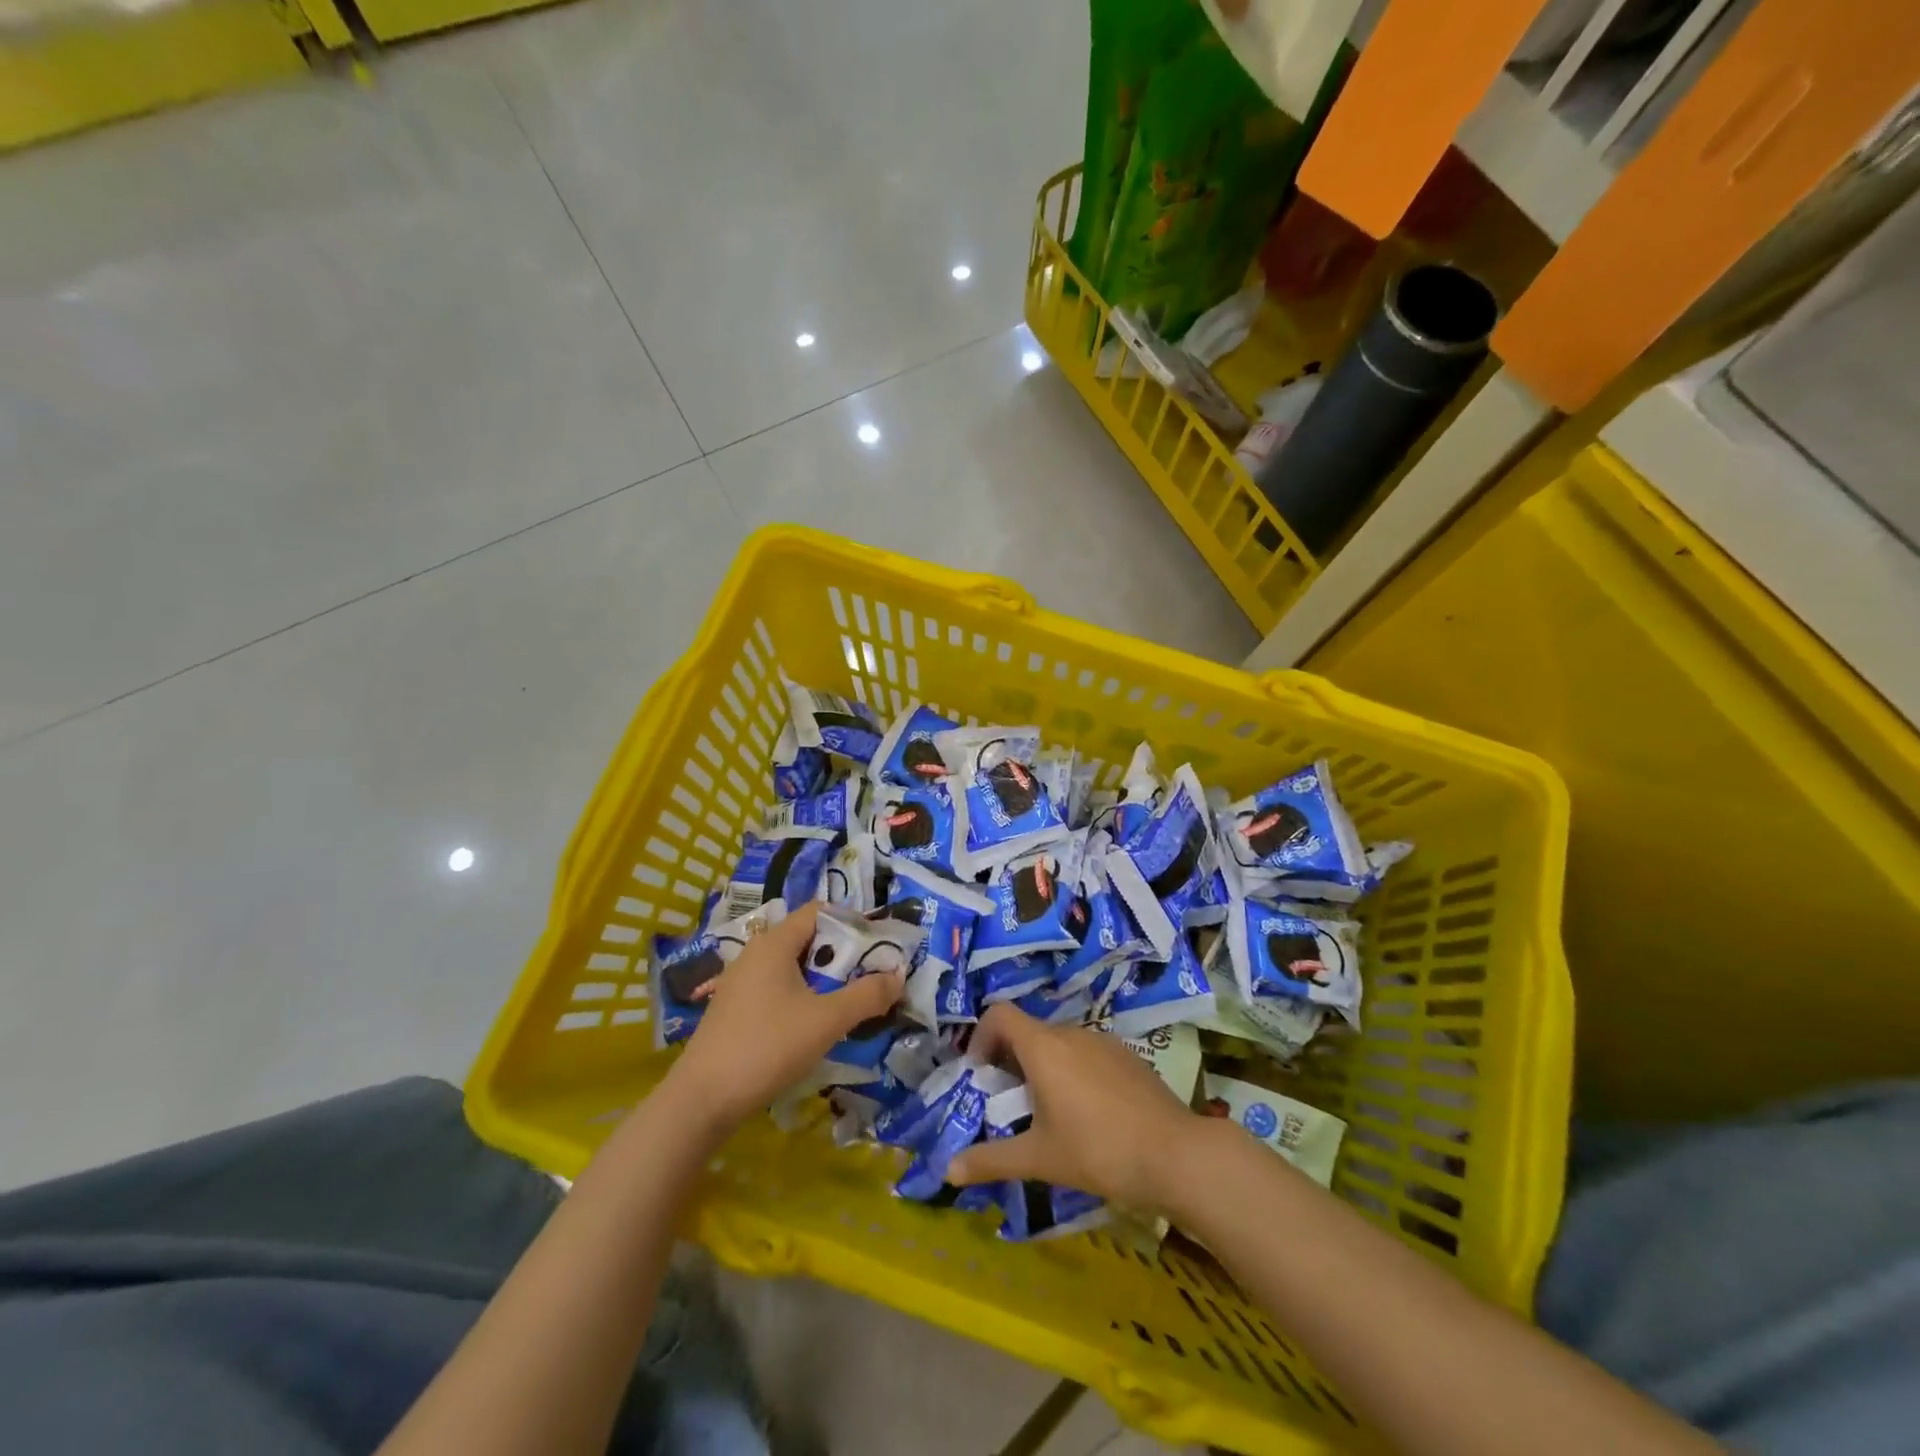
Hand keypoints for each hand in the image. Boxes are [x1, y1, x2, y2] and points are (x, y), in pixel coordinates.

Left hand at [664, 902, 902, 1131]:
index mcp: (774, 943)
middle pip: (808, 939)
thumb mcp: (826, 1021)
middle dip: (843, 956)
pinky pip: (778, 989)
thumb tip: (898, 976)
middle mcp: (755, 954)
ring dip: (824, 980)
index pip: (820, 911)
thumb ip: (867, 995)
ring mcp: (741, 983)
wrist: (701, 1100)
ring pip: (793, 968)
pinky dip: (802, 997)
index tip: (879, 947)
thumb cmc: (767, 1047)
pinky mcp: (735, 1010)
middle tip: (871, 977)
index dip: (852, 922)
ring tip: (850, 1003)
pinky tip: (815, 1025)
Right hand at [947, 1004, 1201, 1211]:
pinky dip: (1073, 1071)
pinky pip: (1086, 1053)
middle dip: (1010, 1060)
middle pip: (1028, 1030)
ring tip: (1048, 1114)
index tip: (981, 1074)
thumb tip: (948, 1170)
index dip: (981, 1036)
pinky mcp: (1127, 1056)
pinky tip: (1088, 1115)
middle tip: (1010, 1103)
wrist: (1176, 1154)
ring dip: (1043, 1067)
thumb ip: (991, 1160)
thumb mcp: (1039, 1158)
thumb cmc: (1098, 1151)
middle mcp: (1071, 1033)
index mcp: (1043, 1047)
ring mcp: (1103, 1041)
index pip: (999, 1013)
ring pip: (1059, 1043)